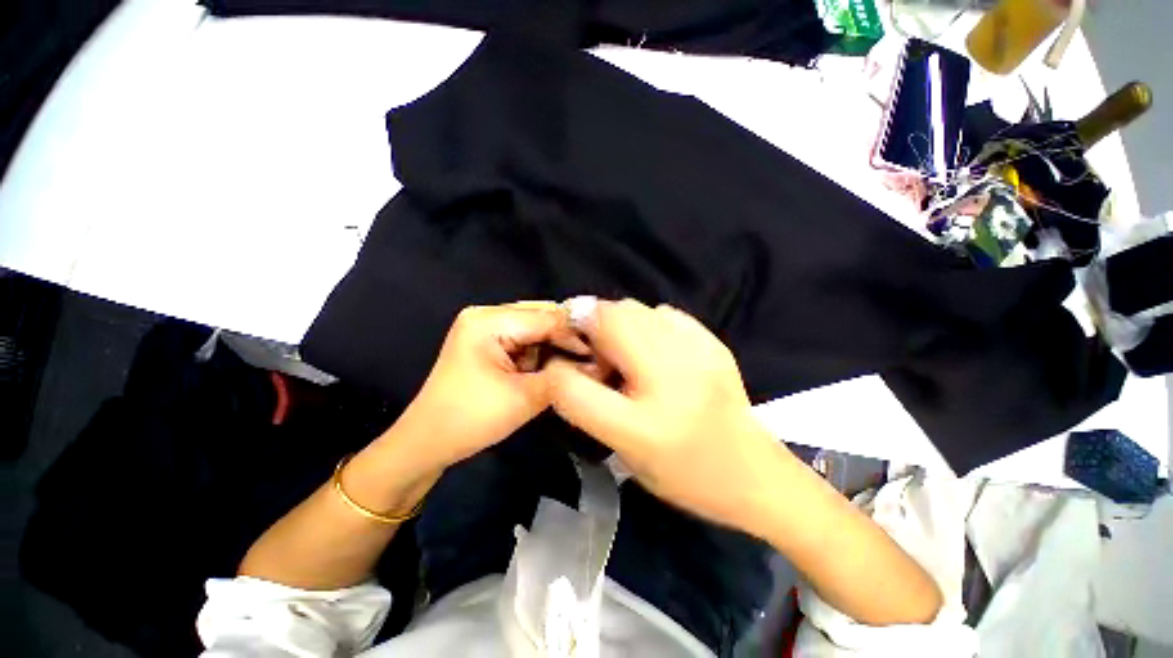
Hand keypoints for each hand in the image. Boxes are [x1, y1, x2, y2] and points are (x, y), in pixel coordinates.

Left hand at [389, 302, 586, 470]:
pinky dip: (544, 351)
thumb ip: (563, 378)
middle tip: (596, 354)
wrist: (426, 443)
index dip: (576, 334)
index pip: (545, 318)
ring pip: (536, 327)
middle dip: (568, 336)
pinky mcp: (488, 343)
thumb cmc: (470, 420)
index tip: (604, 351)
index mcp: (488, 321)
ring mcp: (485, 328)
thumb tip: (596, 365)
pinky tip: (560, 363)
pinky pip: (525, 339)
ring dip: (558, 344)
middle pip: (541, 316)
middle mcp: (486, 315)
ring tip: (582, 359)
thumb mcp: (524, 398)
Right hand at [547, 299, 789, 531]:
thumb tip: (563, 367)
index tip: (559, 364)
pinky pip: (663, 313)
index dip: (556, 369)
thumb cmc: (683, 473)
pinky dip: (647, 322)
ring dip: (614, 322)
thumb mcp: (625, 452)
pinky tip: (653, 347)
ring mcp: (697, 354)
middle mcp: (669, 381)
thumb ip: (587, 408)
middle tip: (592, 352)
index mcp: (643, 427)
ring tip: (622, 348)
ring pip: (633, 309)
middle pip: (607, 322)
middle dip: (587, 327)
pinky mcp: (713, 342)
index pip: (573, 387)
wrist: (754, 474)